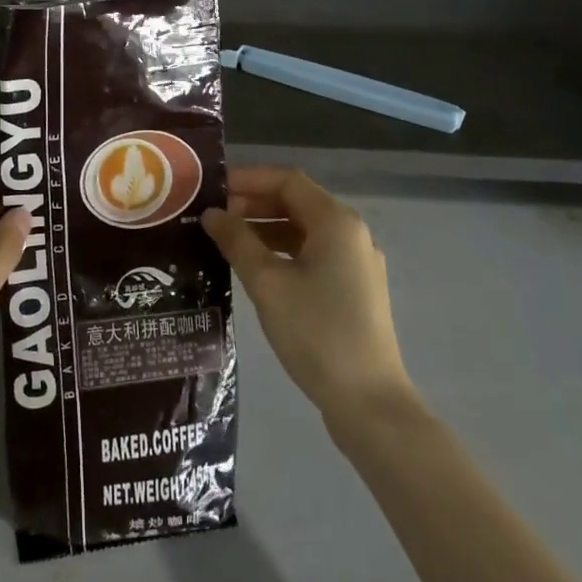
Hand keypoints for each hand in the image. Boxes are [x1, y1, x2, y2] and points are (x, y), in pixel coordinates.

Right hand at [202, 168, 413, 428]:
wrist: (369, 402)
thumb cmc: (316, 332)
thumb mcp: (267, 283)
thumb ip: (237, 241)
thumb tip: (212, 214)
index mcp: (336, 222)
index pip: (287, 180)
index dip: (248, 179)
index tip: (212, 189)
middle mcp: (351, 233)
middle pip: (297, 202)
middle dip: (254, 204)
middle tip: (214, 216)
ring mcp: (356, 263)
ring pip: (304, 230)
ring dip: (266, 228)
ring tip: (227, 241)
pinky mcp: (354, 289)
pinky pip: (313, 254)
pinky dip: (283, 251)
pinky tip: (255, 268)